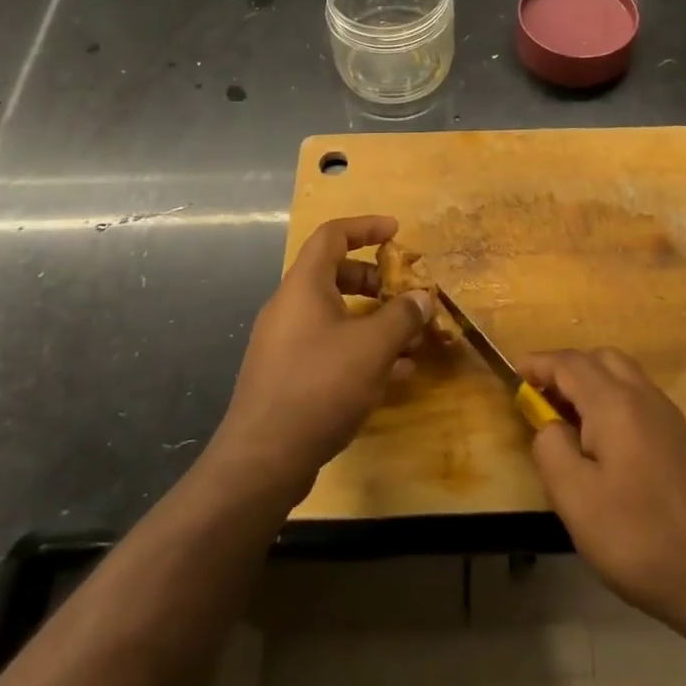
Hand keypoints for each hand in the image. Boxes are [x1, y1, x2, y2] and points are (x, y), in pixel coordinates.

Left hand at [209, 216, 434, 504]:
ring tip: (410, 339)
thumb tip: (423, 297)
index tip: (396, 231)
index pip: (332, 235)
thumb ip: (402, 316)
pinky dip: (361, 350)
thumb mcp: (372, 347)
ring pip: (336, 316)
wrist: (262, 459)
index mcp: (304, 286)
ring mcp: (285, 343)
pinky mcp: (288, 377)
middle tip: (405, 292)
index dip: (365, 227)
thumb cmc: (320, 386)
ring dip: (374, 320)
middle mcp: (290, 307)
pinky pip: (330, 348)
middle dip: (375, 280)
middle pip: (335, 275)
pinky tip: (393, 375)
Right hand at [523, 348, 685, 634]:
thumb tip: (547, 424)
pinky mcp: (682, 438)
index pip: (568, 363)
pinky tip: (604, 442)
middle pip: (599, 359)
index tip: (512, 374)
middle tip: (539, 399)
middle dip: (565, 369)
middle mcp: (643, 396)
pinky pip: (638, 397)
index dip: (538, 364)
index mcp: (614, 402)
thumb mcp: (577, 501)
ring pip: (622, 374)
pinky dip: (612, 399)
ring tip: (567, 420)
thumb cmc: (642, 538)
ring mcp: (668, 415)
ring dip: (590, 382)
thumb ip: (551, 450)